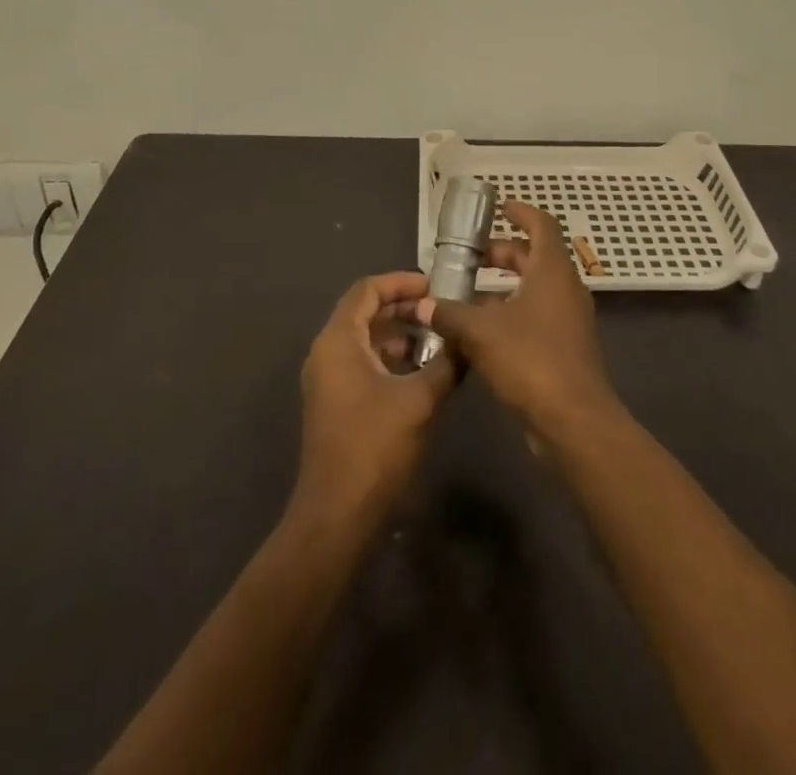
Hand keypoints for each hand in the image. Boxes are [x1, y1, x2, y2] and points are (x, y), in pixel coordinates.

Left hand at [295, 272, 454, 518]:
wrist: (338, 515)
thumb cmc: (376, 446)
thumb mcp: (421, 399)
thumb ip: (448, 362)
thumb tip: (469, 338)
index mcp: (339, 340)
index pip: (367, 289)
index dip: (402, 282)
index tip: (435, 287)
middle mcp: (326, 352)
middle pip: (364, 311)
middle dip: (404, 308)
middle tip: (441, 312)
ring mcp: (327, 379)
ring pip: (364, 339)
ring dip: (399, 334)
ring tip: (438, 341)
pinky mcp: (334, 402)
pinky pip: (361, 362)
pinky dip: (389, 358)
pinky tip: (421, 372)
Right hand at [417, 202, 620, 436]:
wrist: (574, 421)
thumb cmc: (531, 361)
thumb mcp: (481, 333)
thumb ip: (449, 314)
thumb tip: (421, 304)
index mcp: (552, 271)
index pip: (542, 226)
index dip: (521, 212)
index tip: (500, 207)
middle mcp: (564, 289)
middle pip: (534, 258)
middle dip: (502, 254)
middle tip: (470, 256)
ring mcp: (567, 320)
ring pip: (533, 290)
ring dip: (502, 288)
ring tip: (465, 294)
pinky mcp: (563, 348)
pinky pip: (535, 317)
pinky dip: (509, 313)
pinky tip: (478, 331)